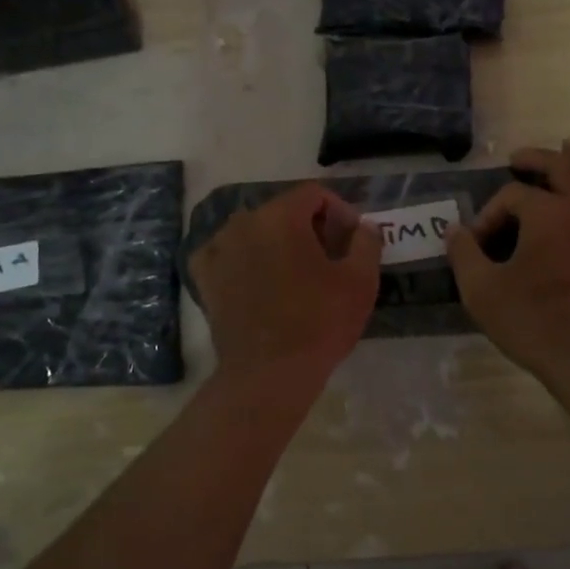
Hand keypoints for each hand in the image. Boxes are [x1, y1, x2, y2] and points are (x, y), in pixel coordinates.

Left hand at [191, 184, 380, 391]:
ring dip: (278, 243)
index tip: (351, 242)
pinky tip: (260, 281)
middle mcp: (244, 222)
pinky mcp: (204, 277)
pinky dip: (245, 260)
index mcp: (280, 216)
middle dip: (310, 228)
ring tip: (296, 275)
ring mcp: (218, 249)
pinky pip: (228, 254)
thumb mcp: (360, 280)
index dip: (339, 212)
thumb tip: (362, 226)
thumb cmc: (319, 323)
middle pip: (284, 210)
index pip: (314, 194)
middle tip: (330, 261)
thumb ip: (366, 241)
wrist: (268, 374)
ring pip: (256, 231)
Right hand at [446, 140, 569, 387]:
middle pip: (563, 167)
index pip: (512, 196)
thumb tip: (453, 229)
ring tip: (569, 148)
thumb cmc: (536, 324)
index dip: (489, 214)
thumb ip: (464, 255)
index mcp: (546, 213)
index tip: (478, 243)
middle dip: (537, 159)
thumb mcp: (483, 292)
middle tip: (519, 157)